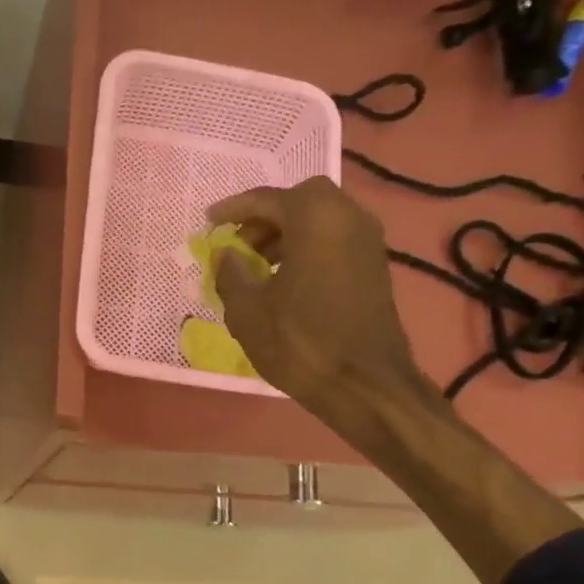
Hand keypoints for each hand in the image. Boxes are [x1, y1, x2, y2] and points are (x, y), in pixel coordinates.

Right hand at [209, 177, 431, 432]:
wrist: (364, 384)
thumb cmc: (300, 343)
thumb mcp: (248, 310)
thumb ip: (230, 273)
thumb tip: (225, 254)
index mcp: (316, 218)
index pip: (267, 199)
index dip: (233, 209)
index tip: (209, 221)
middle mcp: (348, 217)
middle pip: (300, 200)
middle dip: (265, 218)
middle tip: (238, 244)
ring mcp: (367, 241)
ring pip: (321, 219)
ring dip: (286, 234)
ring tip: (257, 266)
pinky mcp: (374, 266)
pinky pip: (334, 240)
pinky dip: (307, 248)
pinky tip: (285, 281)